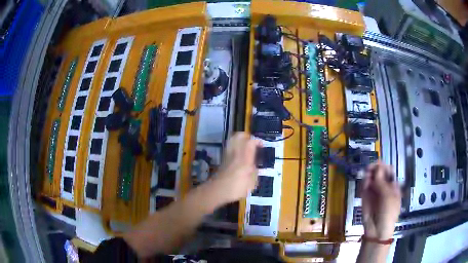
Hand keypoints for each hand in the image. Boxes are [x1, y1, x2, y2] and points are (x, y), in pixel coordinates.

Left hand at [210, 132, 261, 202]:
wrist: (217, 190)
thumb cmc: (236, 188)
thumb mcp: (252, 183)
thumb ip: (254, 173)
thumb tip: (254, 167)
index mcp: (245, 158)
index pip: (251, 142)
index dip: (257, 141)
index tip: (262, 145)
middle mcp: (236, 153)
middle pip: (239, 136)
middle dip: (246, 136)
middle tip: (252, 142)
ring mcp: (227, 155)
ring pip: (232, 140)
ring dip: (239, 140)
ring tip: (245, 147)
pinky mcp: (222, 159)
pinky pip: (229, 148)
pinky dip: (234, 147)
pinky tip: (238, 155)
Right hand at [361, 161, 400, 239]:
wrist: (377, 230)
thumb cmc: (388, 212)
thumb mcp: (388, 196)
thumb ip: (382, 182)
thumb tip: (377, 167)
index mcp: (392, 185)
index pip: (388, 170)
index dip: (383, 166)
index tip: (378, 164)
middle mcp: (383, 186)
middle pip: (379, 172)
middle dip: (374, 169)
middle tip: (369, 168)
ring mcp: (374, 191)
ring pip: (370, 178)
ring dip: (368, 175)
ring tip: (367, 176)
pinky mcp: (365, 197)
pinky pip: (364, 186)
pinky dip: (364, 183)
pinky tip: (365, 184)